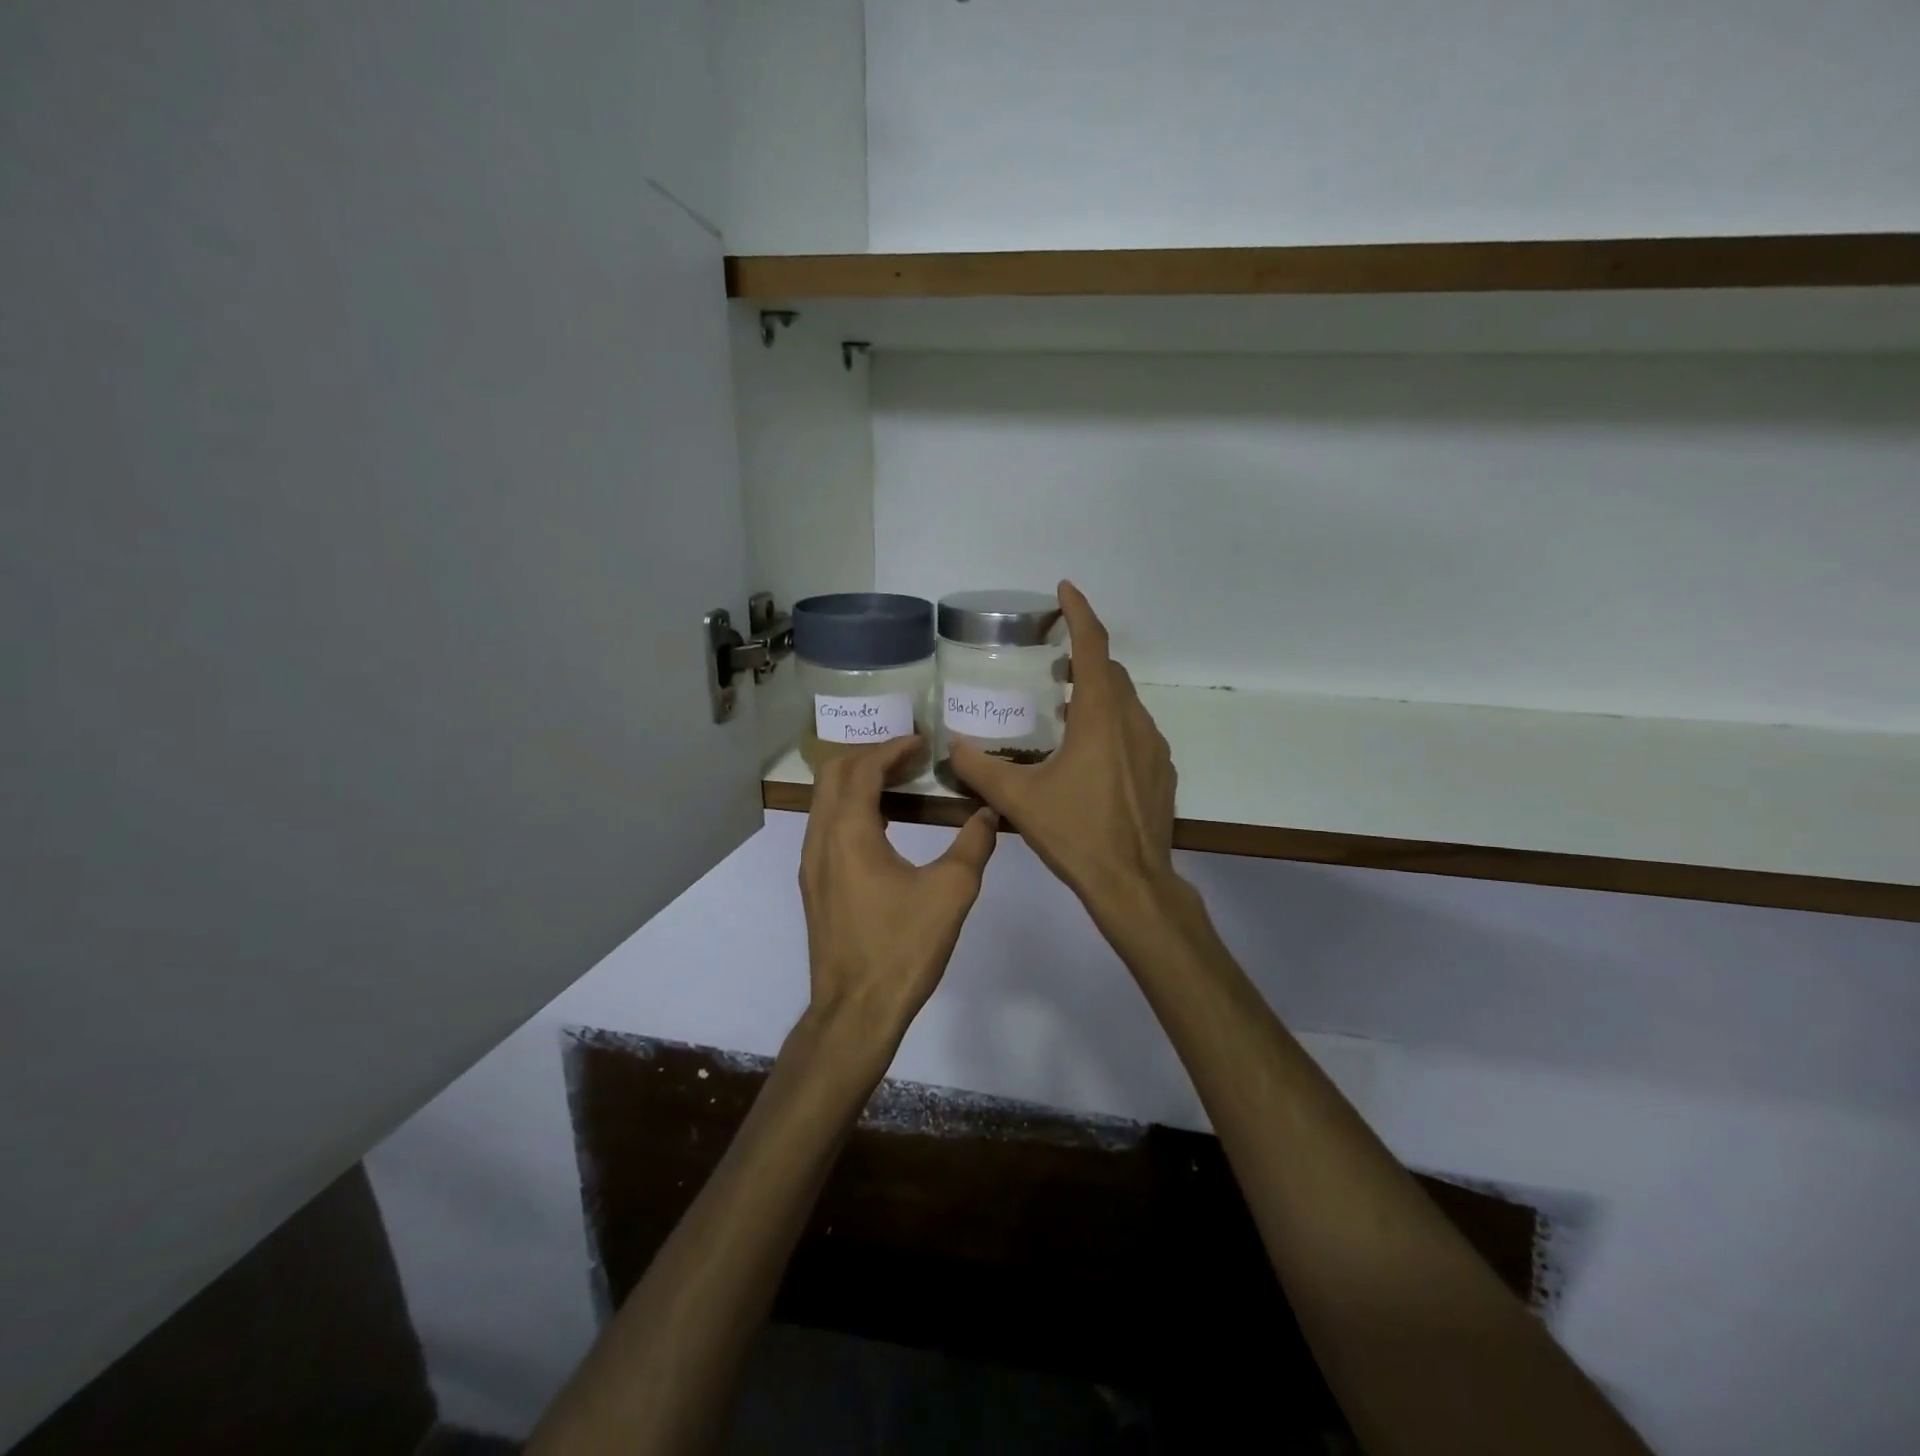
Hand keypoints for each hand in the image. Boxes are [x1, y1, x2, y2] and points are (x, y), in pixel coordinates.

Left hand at [800, 735, 998, 1057]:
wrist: (855, 1011)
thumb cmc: (902, 948)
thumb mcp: (951, 892)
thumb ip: (973, 845)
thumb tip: (989, 812)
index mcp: (849, 832)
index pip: (863, 769)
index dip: (893, 748)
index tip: (923, 742)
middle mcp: (820, 839)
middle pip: (834, 774)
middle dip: (870, 756)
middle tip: (910, 756)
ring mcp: (811, 864)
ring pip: (825, 801)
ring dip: (858, 782)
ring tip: (900, 783)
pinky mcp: (814, 885)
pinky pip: (827, 826)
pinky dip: (852, 809)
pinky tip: (885, 827)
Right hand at [950, 582, 1177, 933]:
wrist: (1133, 883)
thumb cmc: (1075, 834)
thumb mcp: (1018, 801)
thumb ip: (979, 769)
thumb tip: (950, 746)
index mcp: (1100, 717)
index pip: (1094, 647)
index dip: (1080, 612)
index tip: (1066, 589)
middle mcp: (1133, 722)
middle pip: (1111, 672)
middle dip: (1084, 655)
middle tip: (1053, 659)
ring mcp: (1154, 748)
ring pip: (1126, 702)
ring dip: (1098, 692)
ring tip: (1065, 707)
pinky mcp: (1161, 772)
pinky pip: (1136, 731)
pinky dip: (1112, 723)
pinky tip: (1091, 752)